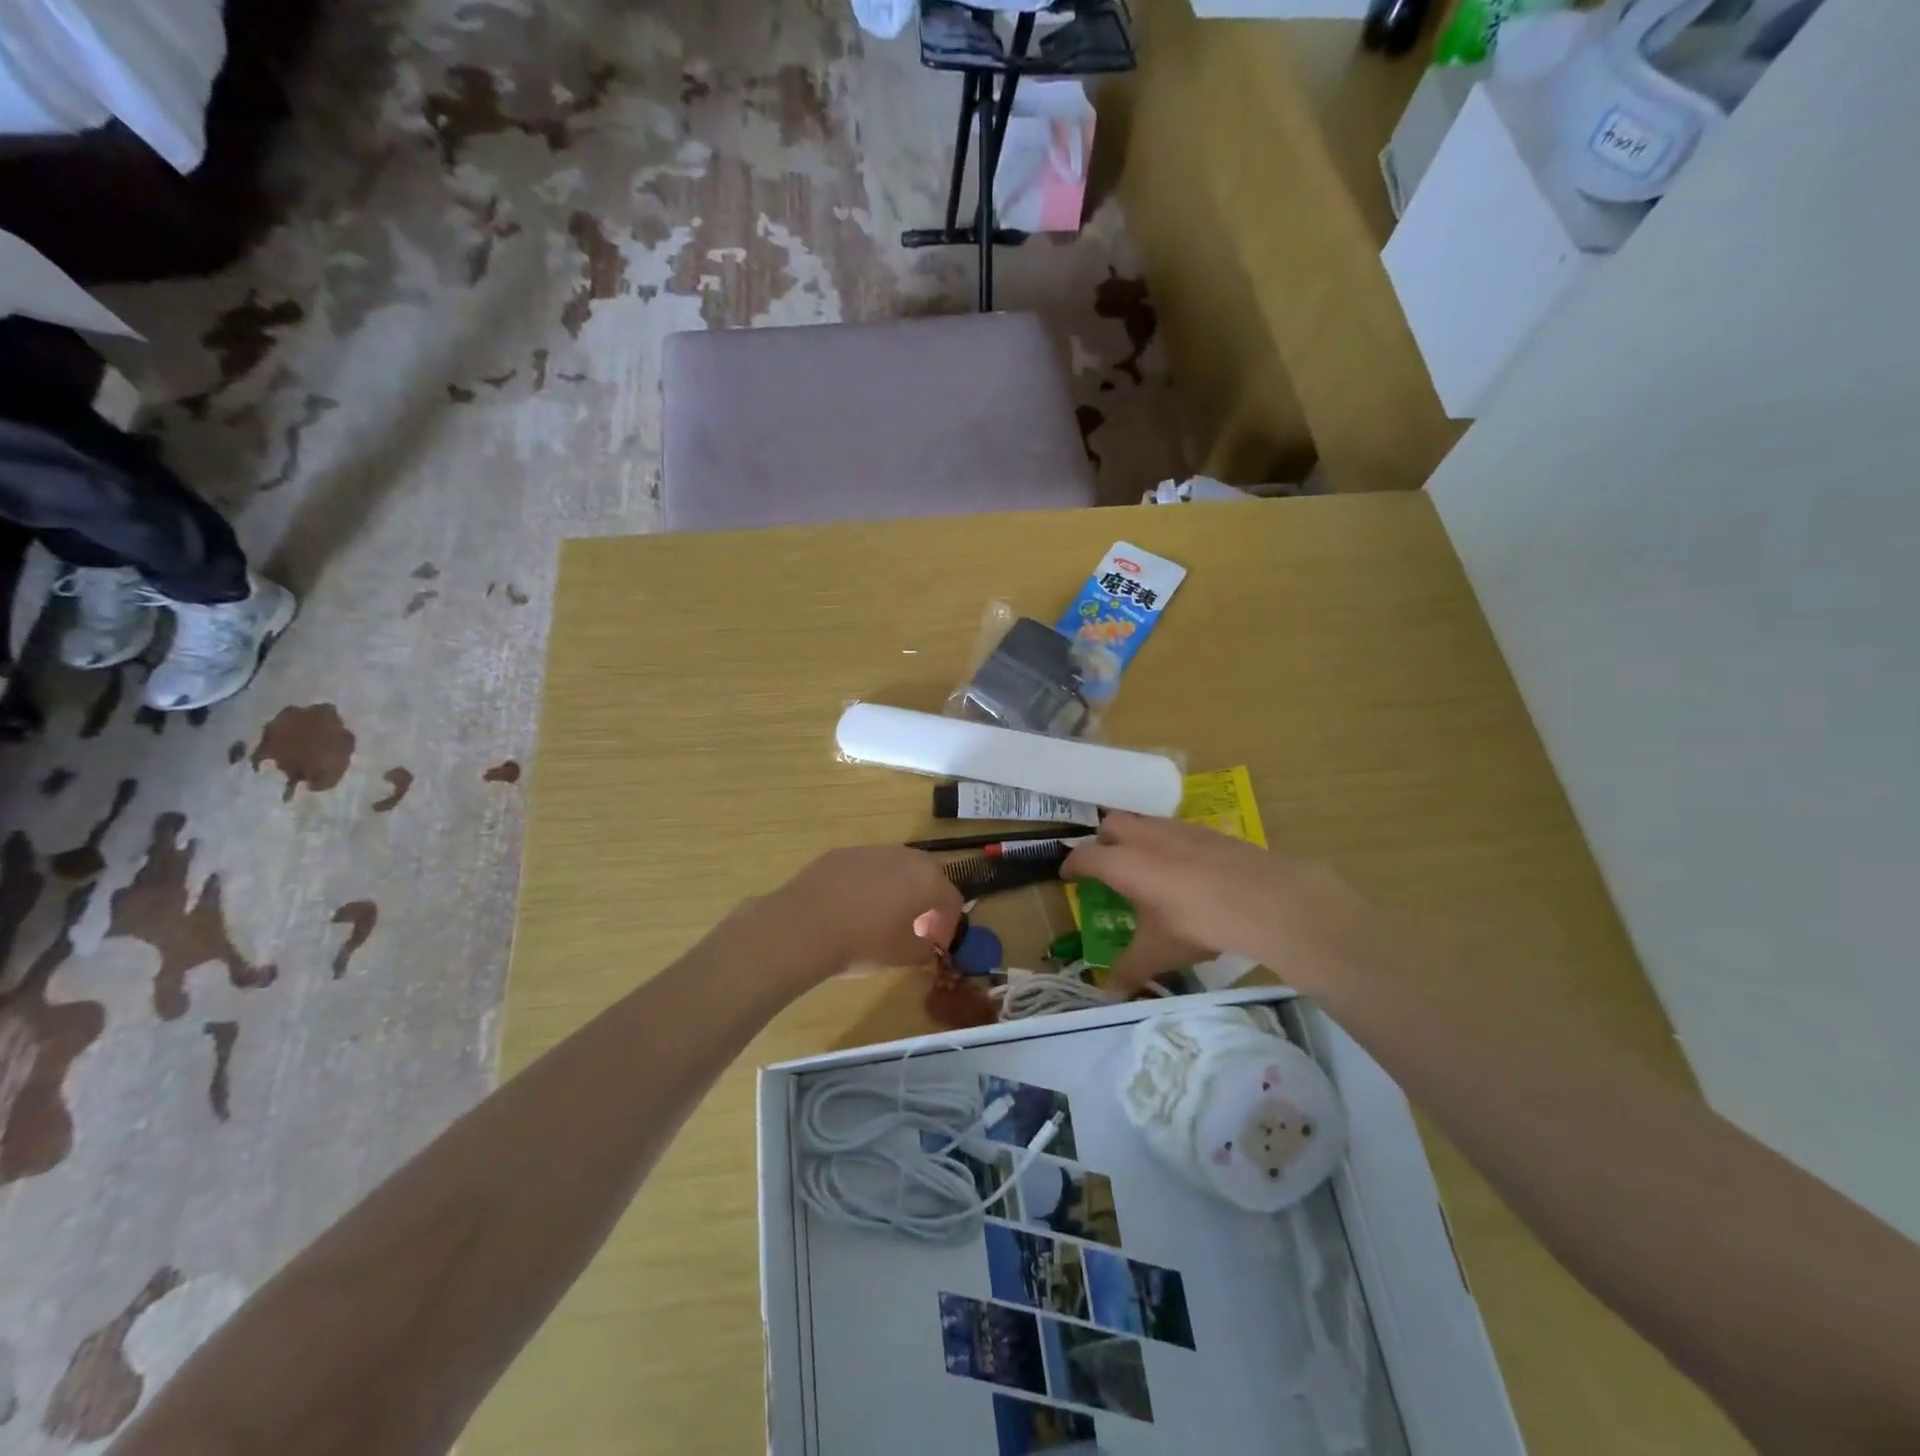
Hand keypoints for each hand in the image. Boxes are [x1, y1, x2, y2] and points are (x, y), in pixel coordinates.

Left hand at [766, 846, 963, 978]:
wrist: (804, 926)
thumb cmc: (862, 943)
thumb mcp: (901, 955)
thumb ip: (923, 949)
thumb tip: (926, 946)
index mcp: (927, 880)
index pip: (951, 899)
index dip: (948, 924)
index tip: (936, 944)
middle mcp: (904, 857)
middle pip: (928, 875)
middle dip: (927, 899)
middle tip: (916, 925)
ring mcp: (871, 850)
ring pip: (896, 867)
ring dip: (899, 887)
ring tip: (883, 915)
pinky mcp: (842, 853)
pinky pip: (867, 867)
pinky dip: (869, 883)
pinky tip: (852, 906)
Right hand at [1062, 813, 1376, 994]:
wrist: (1264, 899)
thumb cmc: (1197, 923)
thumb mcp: (1158, 952)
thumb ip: (1130, 969)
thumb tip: (1109, 993)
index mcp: (1124, 864)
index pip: (1085, 856)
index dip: (1071, 865)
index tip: (1067, 877)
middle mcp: (1146, 838)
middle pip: (1112, 824)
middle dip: (1102, 841)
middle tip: (1106, 866)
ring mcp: (1179, 830)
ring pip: (1145, 822)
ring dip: (1136, 838)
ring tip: (1145, 866)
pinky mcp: (1209, 832)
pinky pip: (1176, 830)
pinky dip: (1168, 844)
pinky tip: (1185, 870)